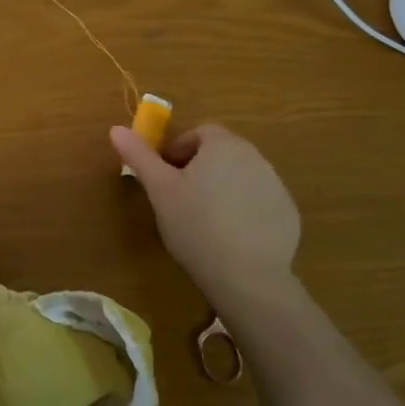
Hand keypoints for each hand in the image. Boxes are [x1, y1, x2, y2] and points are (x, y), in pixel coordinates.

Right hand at [110, 122, 300, 305]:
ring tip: (205, 220)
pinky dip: (244, 209)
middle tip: (181, 198)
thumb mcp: (160, 190)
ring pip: (241, 176)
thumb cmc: (195, 225)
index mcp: (223, 145)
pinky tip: (230, 236)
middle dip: (200, 167)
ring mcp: (276, 185)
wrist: (247, 276)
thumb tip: (116, 129)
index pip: (200, 133)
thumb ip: (139, 156)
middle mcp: (255, 157)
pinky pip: (259, 201)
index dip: (179, 150)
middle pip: (222, 152)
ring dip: (223, 187)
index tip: (166, 176)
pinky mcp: (288, 212)